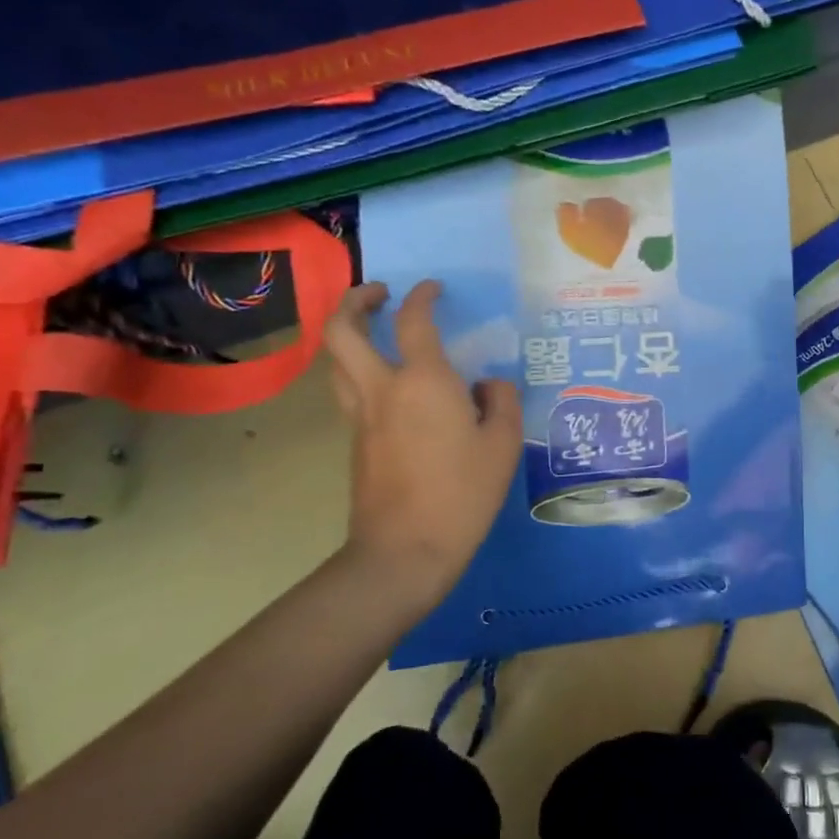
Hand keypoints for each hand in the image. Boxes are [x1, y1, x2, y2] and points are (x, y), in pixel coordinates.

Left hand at [322, 280, 521, 608]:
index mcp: (424, 382)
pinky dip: (359, 371)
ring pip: (335, 361)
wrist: (406, 549)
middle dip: (354, 301)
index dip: (423, 296)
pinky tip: (391, 387)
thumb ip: (501, 402)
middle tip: (379, 294)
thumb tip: (487, 386)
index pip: (414, 321)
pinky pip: (348, 391)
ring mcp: (361, 416)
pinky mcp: (355, 442)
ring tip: (374, 332)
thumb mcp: (504, 445)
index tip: (433, 288)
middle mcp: (382, 388)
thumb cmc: (463, 493)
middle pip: (342, 330)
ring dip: (347, 335)